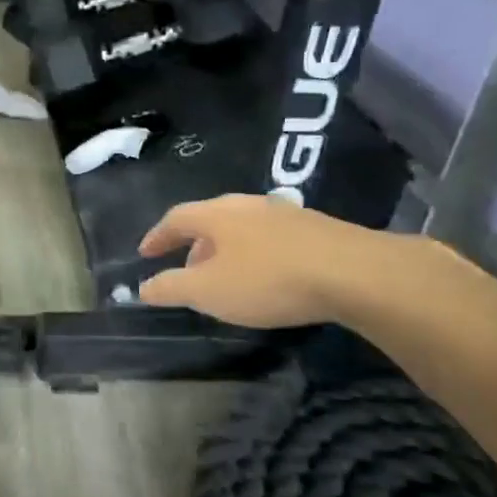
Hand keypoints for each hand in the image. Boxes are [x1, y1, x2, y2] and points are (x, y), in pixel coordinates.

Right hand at [136, 194, 396, 328]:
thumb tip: (143, 287)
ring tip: (225, 277)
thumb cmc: (268, 279)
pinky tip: (267, 276)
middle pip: (210, 219)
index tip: (145, 255)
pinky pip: (271, 237)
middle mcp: (248, 204)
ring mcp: (285, 213)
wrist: (353, 273)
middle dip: (193, 245)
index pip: (176, 218)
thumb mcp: (208, 291)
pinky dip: (255, 254)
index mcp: (217, 214)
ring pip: (243, 227)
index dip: (157, 236)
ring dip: (226, 249)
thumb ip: (171, 288)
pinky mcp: (316, 228)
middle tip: (186, 271)